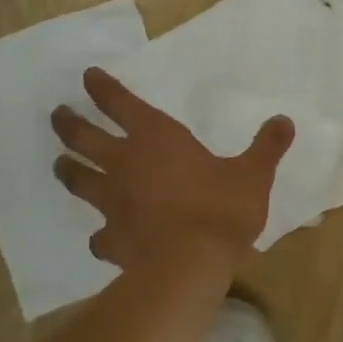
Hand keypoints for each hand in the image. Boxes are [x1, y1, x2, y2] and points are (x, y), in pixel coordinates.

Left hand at [51, 68, 294, 278]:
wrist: (191, 265)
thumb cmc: (221, 208)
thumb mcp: (254, 174)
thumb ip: (267, 146)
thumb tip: (285, 120)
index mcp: (157, 138)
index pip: (122, 104)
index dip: (104, 88)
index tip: (87, 76)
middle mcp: (126, 164)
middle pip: (85, 138)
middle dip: (69, 124)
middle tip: (57, 115)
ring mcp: (112, 203)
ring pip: (79, 180)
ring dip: (67, 170)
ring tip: (59, 165)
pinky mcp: (112, 240)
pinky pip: (98, 235)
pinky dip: (99, 234)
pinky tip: (101, 239)